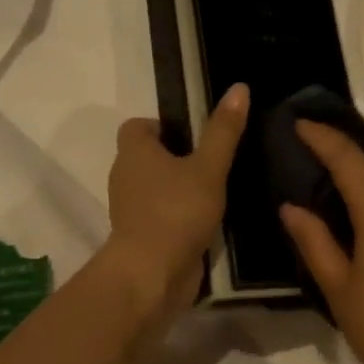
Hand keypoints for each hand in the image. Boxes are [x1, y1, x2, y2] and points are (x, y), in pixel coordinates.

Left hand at [103, 84, 248, 329]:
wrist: (151, 275)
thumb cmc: (176, 212)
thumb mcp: (208, 168)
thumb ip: (223, 131)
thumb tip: (238, 88)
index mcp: (133, 152)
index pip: (139, 126)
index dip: (165, 127)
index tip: (196, 137)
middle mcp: (125, 176)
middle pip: (149, 157)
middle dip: (178, 158)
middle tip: (214, 162)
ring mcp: (131, 209)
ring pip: (156, 188)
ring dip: (180, 189)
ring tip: (216, 192)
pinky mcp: (142, 236)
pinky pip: (161, 216)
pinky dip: (179, 215)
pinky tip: (207, 222)